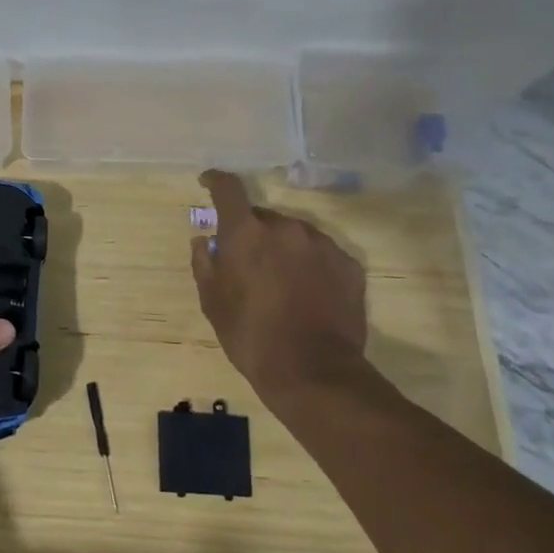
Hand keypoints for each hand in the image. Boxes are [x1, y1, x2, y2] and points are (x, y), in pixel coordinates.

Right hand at [190, 170, 374, 409]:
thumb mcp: (212, 302)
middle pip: (263, 217)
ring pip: (294, 234)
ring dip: (282, 248)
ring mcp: (322, 244)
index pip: (228, 189)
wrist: (313, 371)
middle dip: (252, 232)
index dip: (216, 181)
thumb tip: (204, 240)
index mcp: (246, 232)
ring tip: (279, 281)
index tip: (208, 182)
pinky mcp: (349, 265)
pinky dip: (309, 264)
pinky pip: (321, 253)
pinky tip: (307, 292)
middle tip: (246, 261)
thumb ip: (204, 263)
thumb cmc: (250, 335)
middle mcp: (286, 228)